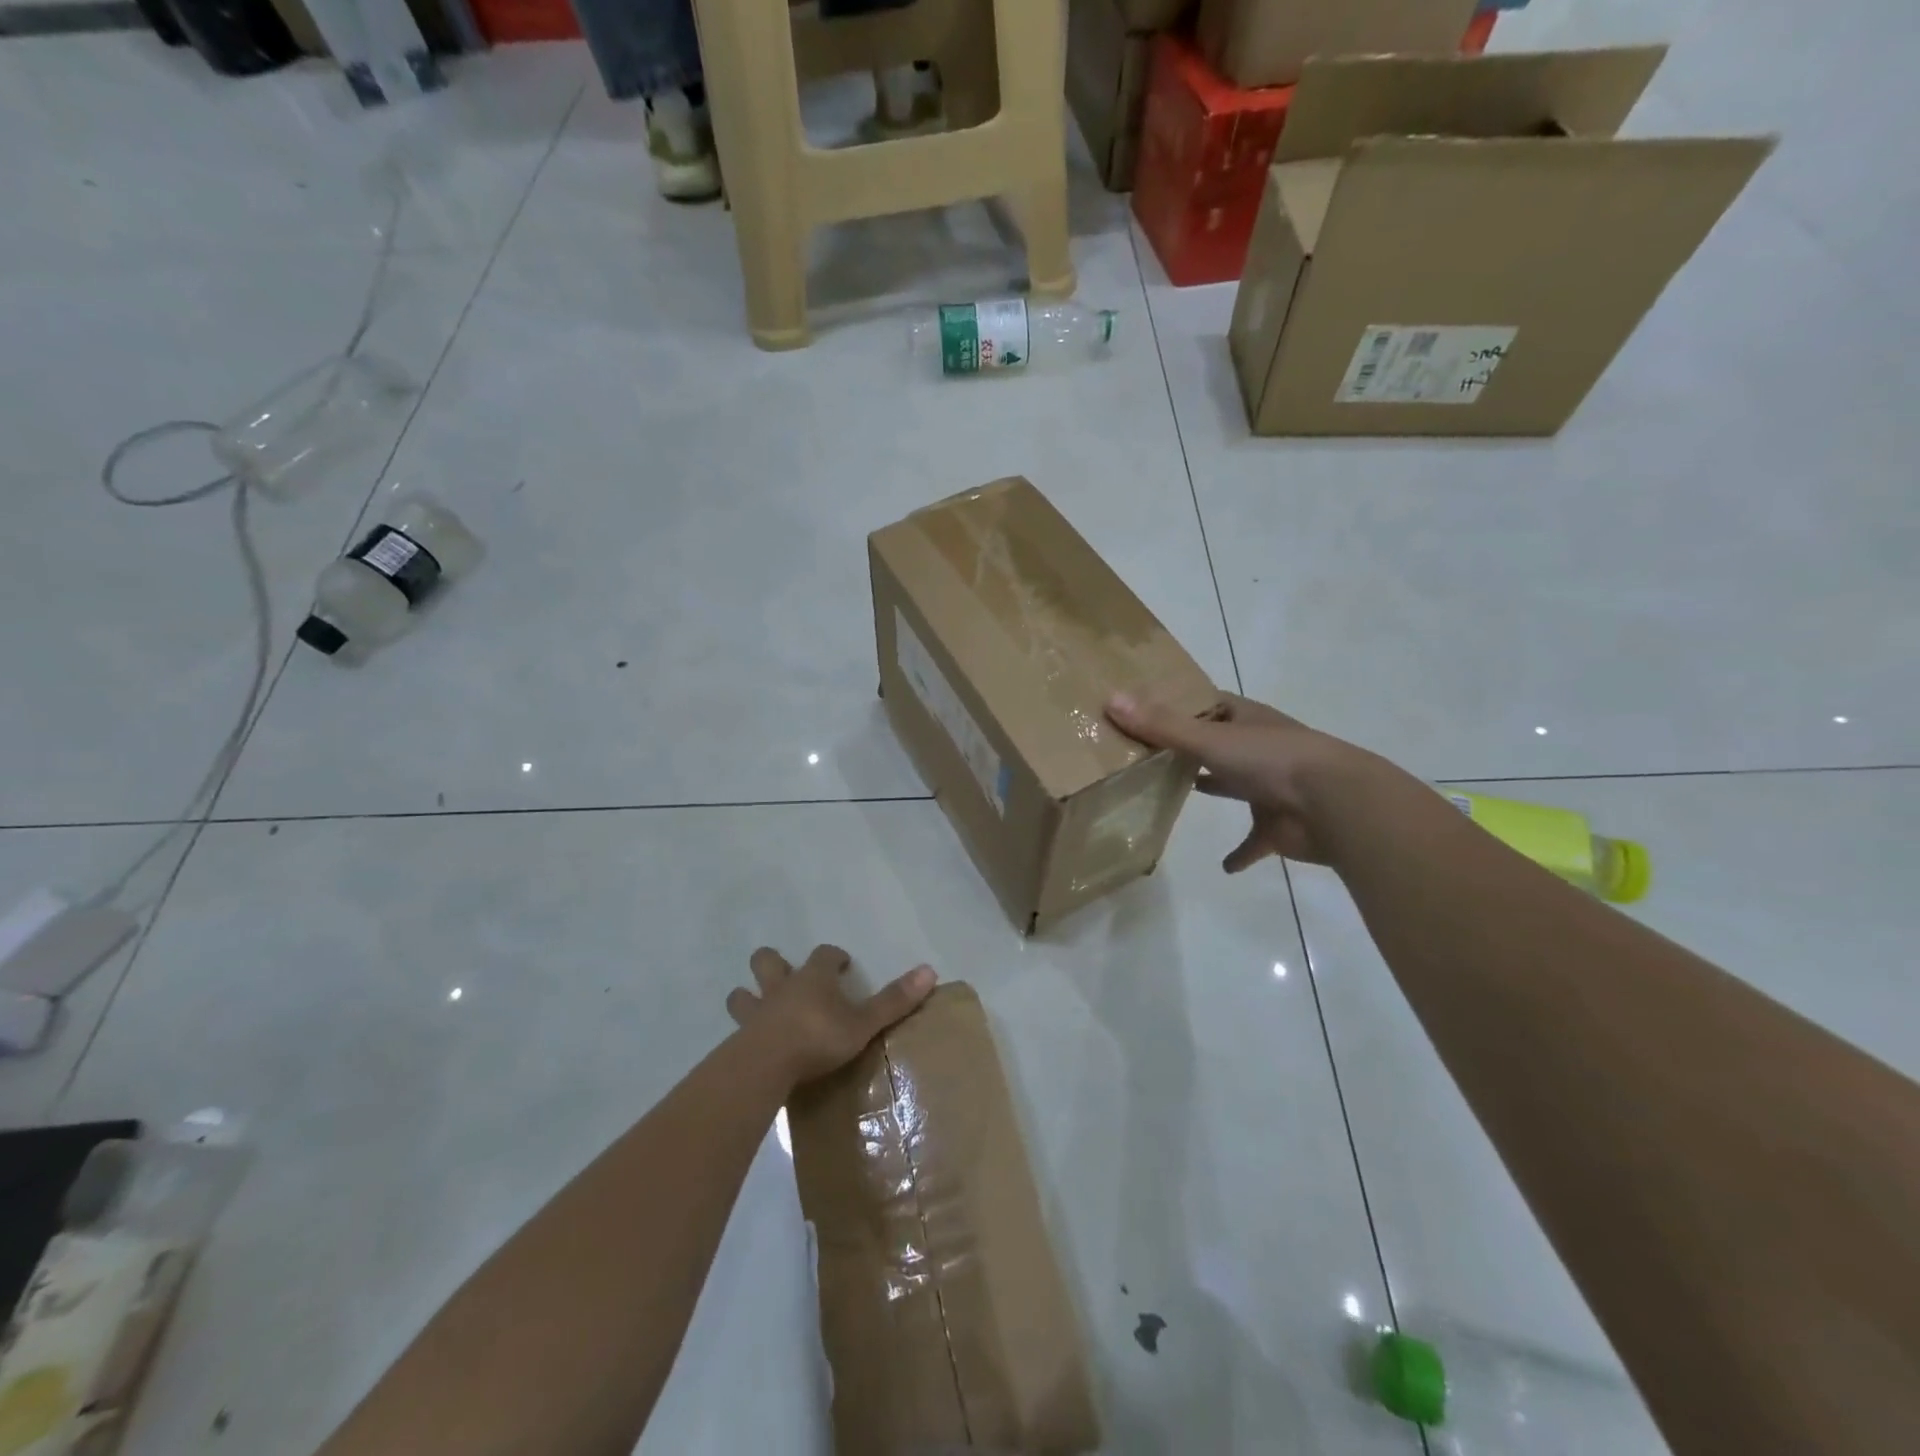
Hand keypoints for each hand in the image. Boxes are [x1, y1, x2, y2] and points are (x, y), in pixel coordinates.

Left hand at [727, 945, 937, 1088]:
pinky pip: (738, 1030)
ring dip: (748, 996)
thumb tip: (930, 970)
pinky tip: (750, 1045)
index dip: (834, 956)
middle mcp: (782, 987)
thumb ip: (894, 1001)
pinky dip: (744, 1032)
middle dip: (774, 963)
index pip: (824, 954)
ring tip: (757, 1006)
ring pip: (743, 994)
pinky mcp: (739, 1040)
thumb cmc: (819, 1037)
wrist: (767, 1065)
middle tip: (786, 974)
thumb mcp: (864, 1023)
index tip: (842, 964)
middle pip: (768, 961)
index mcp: (814, 978)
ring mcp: (756, 1013)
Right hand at [1107, 692, 1370, 870]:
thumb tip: (1110, 700)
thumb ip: (1160, 725)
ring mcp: (1270, 788)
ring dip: (1216, 789)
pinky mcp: (1277, 826)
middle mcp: (1258, 749)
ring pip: (1235, 786)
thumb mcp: (1209, 738)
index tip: (1147, 710)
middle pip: (1219, 744)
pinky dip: (1240, 853)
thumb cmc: (1270, 760)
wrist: (1334, 804)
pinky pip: (1254, 841)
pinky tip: (1223, 866)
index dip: (1182, 705)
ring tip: (1176, 794)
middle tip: (1149, 754)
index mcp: (1246, 721)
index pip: (1210, 705)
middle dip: (1192, 748)